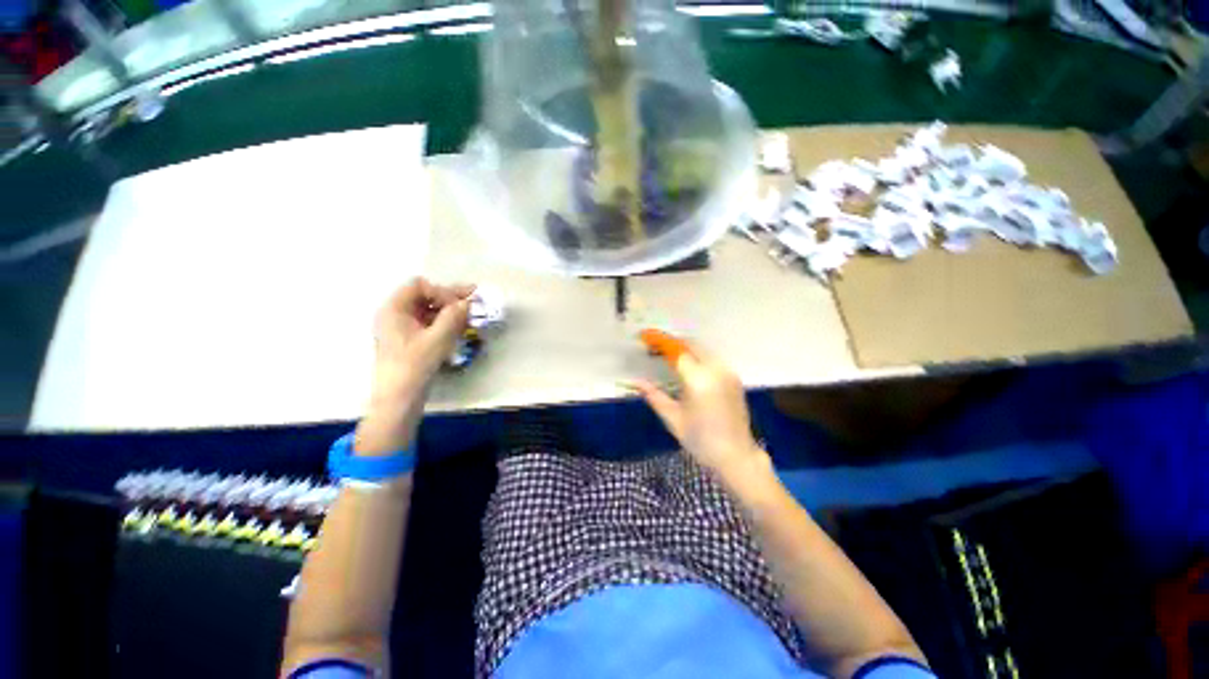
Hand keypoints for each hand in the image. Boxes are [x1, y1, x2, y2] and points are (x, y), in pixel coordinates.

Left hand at [355, 278, 473, 455]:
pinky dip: (444, 323)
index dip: (442, 291)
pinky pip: (428, 324)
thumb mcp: (437, 339)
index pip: (419, 286)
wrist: (398, 400)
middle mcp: (395, 315)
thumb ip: (454, 316)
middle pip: (424, 297)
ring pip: (428, 311)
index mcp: (394, 309)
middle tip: (475, 300)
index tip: (460, 306)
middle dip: (450, 299)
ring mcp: (401, 329)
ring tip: (471, 316)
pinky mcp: (409, 342)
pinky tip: (460, 328)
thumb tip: (467, 302)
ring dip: (449, 311)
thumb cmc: (414, 366)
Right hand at [631, 349, 768, 480]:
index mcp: (698, 379)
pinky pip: (712, 358)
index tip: (645, 337)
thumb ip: (653, 395)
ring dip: (685, 348)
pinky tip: (687, 367)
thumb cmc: (701, 440)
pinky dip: (697, 356)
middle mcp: (716, 369)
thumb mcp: (673, 418)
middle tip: (654, 348)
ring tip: (667, 357)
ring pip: (703, 349)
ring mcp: (728, 372)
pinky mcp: (734, 378)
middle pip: (691, 345)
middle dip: (672, 343)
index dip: (659, 342)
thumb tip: (634, 382)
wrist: (736, 456)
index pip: (677, 351)